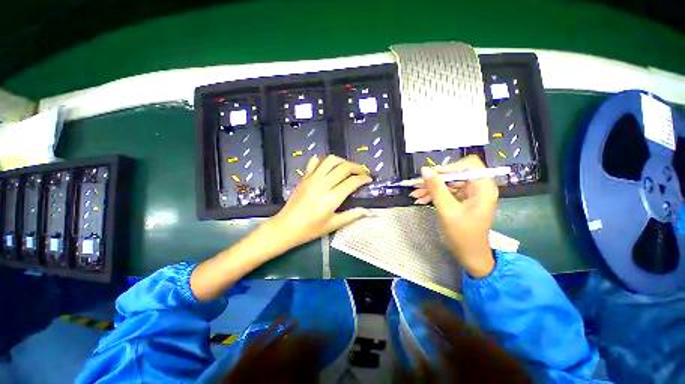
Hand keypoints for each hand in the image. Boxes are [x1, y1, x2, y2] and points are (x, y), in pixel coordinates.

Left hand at [270, 155, 373, 247]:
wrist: (286, 227)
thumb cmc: (311, 229)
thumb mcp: (333, 225)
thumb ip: (352, 215)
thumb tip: (369, 212)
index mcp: (332, 198)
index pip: (352, 182)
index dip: (364, 178)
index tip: (369, 180)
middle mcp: (323, 184)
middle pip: (344, 167)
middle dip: (357, 167)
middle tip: (362, 172)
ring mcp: (312, 179)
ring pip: (330, 160)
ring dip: (342, 161)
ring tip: (347, 168)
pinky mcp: (304, 177)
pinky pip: (314, 162)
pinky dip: (323, 161)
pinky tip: (328, 167)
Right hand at [412, 155, 497, 276]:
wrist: (469, 255)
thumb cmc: (463, 235)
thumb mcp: (447, 210)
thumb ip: (436, 188)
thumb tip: (424, 170)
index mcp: (483, 187)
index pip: (468, 165)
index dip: (449, 167)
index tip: (431, 175)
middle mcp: (478, 187)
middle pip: (455, 174)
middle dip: (435, 180)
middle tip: (416, 185)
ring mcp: (469, 194)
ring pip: (448, 183)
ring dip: (431, 188)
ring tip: (415, 194)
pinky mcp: (462, 200)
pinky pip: (446, 192)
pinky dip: (434, 195)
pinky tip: (421, 199)